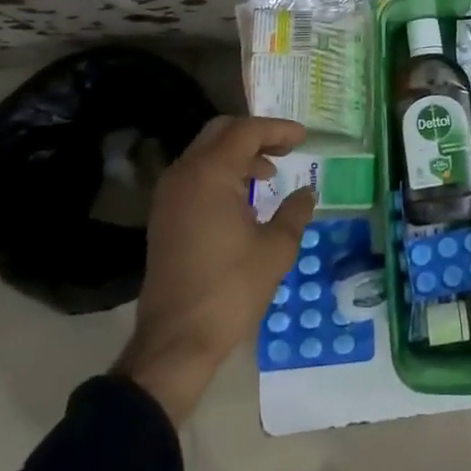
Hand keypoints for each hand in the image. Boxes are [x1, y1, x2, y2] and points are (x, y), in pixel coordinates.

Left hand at [117, 115, 313, 422]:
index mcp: (211, 174)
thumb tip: (307, 193)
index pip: (247, 131)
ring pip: (205, 152)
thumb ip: (295, 212)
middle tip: (286, 148)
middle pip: (221, 132)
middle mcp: (184, 174)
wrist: (176, 340)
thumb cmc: (230, 289)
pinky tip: (243, 198)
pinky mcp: (163, 216)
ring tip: (268, 174)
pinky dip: (220, 173)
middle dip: (255, 134)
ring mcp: (168, 195)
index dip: (278, 130)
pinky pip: (194, 175)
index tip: (304, 138)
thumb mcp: (276, 249)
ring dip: (237, 154)